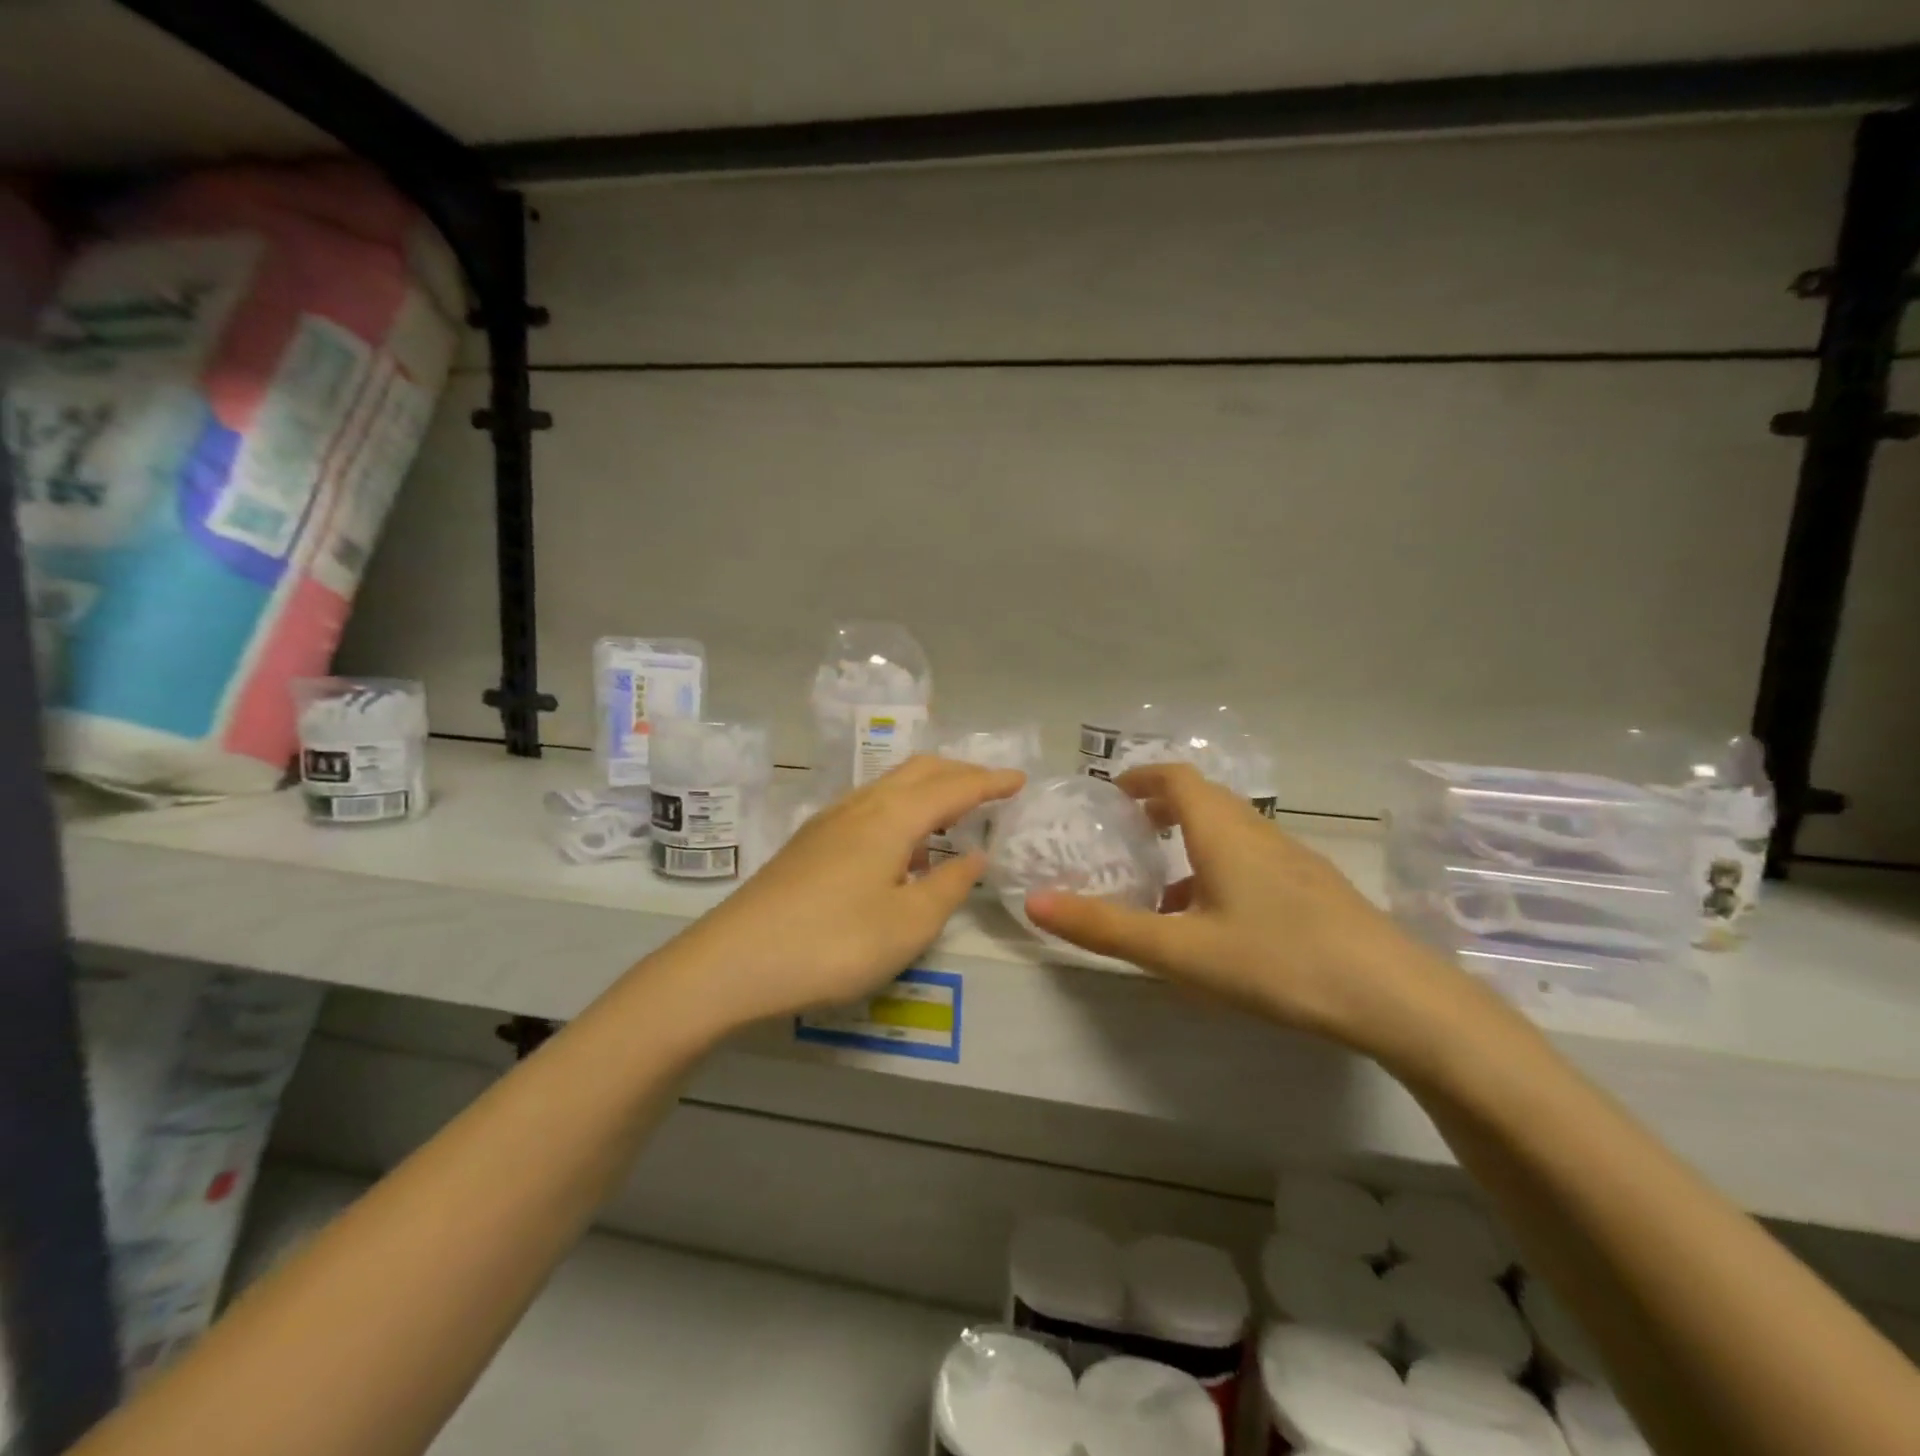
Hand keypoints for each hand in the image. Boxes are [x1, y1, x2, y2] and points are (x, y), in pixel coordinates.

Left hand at [661, 756, 1025, 1032]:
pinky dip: (900, 806)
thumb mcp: (907, 925)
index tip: (1020, 779)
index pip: (952, 787)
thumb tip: (974, 855)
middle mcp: (860, 806)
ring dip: (927, 787)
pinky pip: (869, 805)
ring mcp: (828, 822)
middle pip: (918, 771)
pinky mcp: (809, 843)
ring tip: (952, 810)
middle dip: (959, 773)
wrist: (732, 963)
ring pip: (889, 785)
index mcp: (890, 818)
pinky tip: (900, 841)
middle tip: (992, 788)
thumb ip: (948, 886)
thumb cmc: (832, 944)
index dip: (990, 782)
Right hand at [1025, 763, 1462, 1051]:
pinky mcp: (1316, 888)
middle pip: (1204, 799)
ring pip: (1231, 832)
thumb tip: (1035, 903)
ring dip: (1192, 841)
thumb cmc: (1277, 961)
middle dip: (1162, 807)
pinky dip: (1220, 868)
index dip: (1139, 777)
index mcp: (1223, 831)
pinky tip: (1217, 923)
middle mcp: (1258, 832)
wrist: (1396, 998)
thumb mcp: (1180, 951)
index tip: (1110, 793)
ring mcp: (1294, 859)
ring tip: (1163, 886)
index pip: (1176, 777)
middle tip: (1129, 834)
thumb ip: (1105, 928)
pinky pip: (1254, 859)